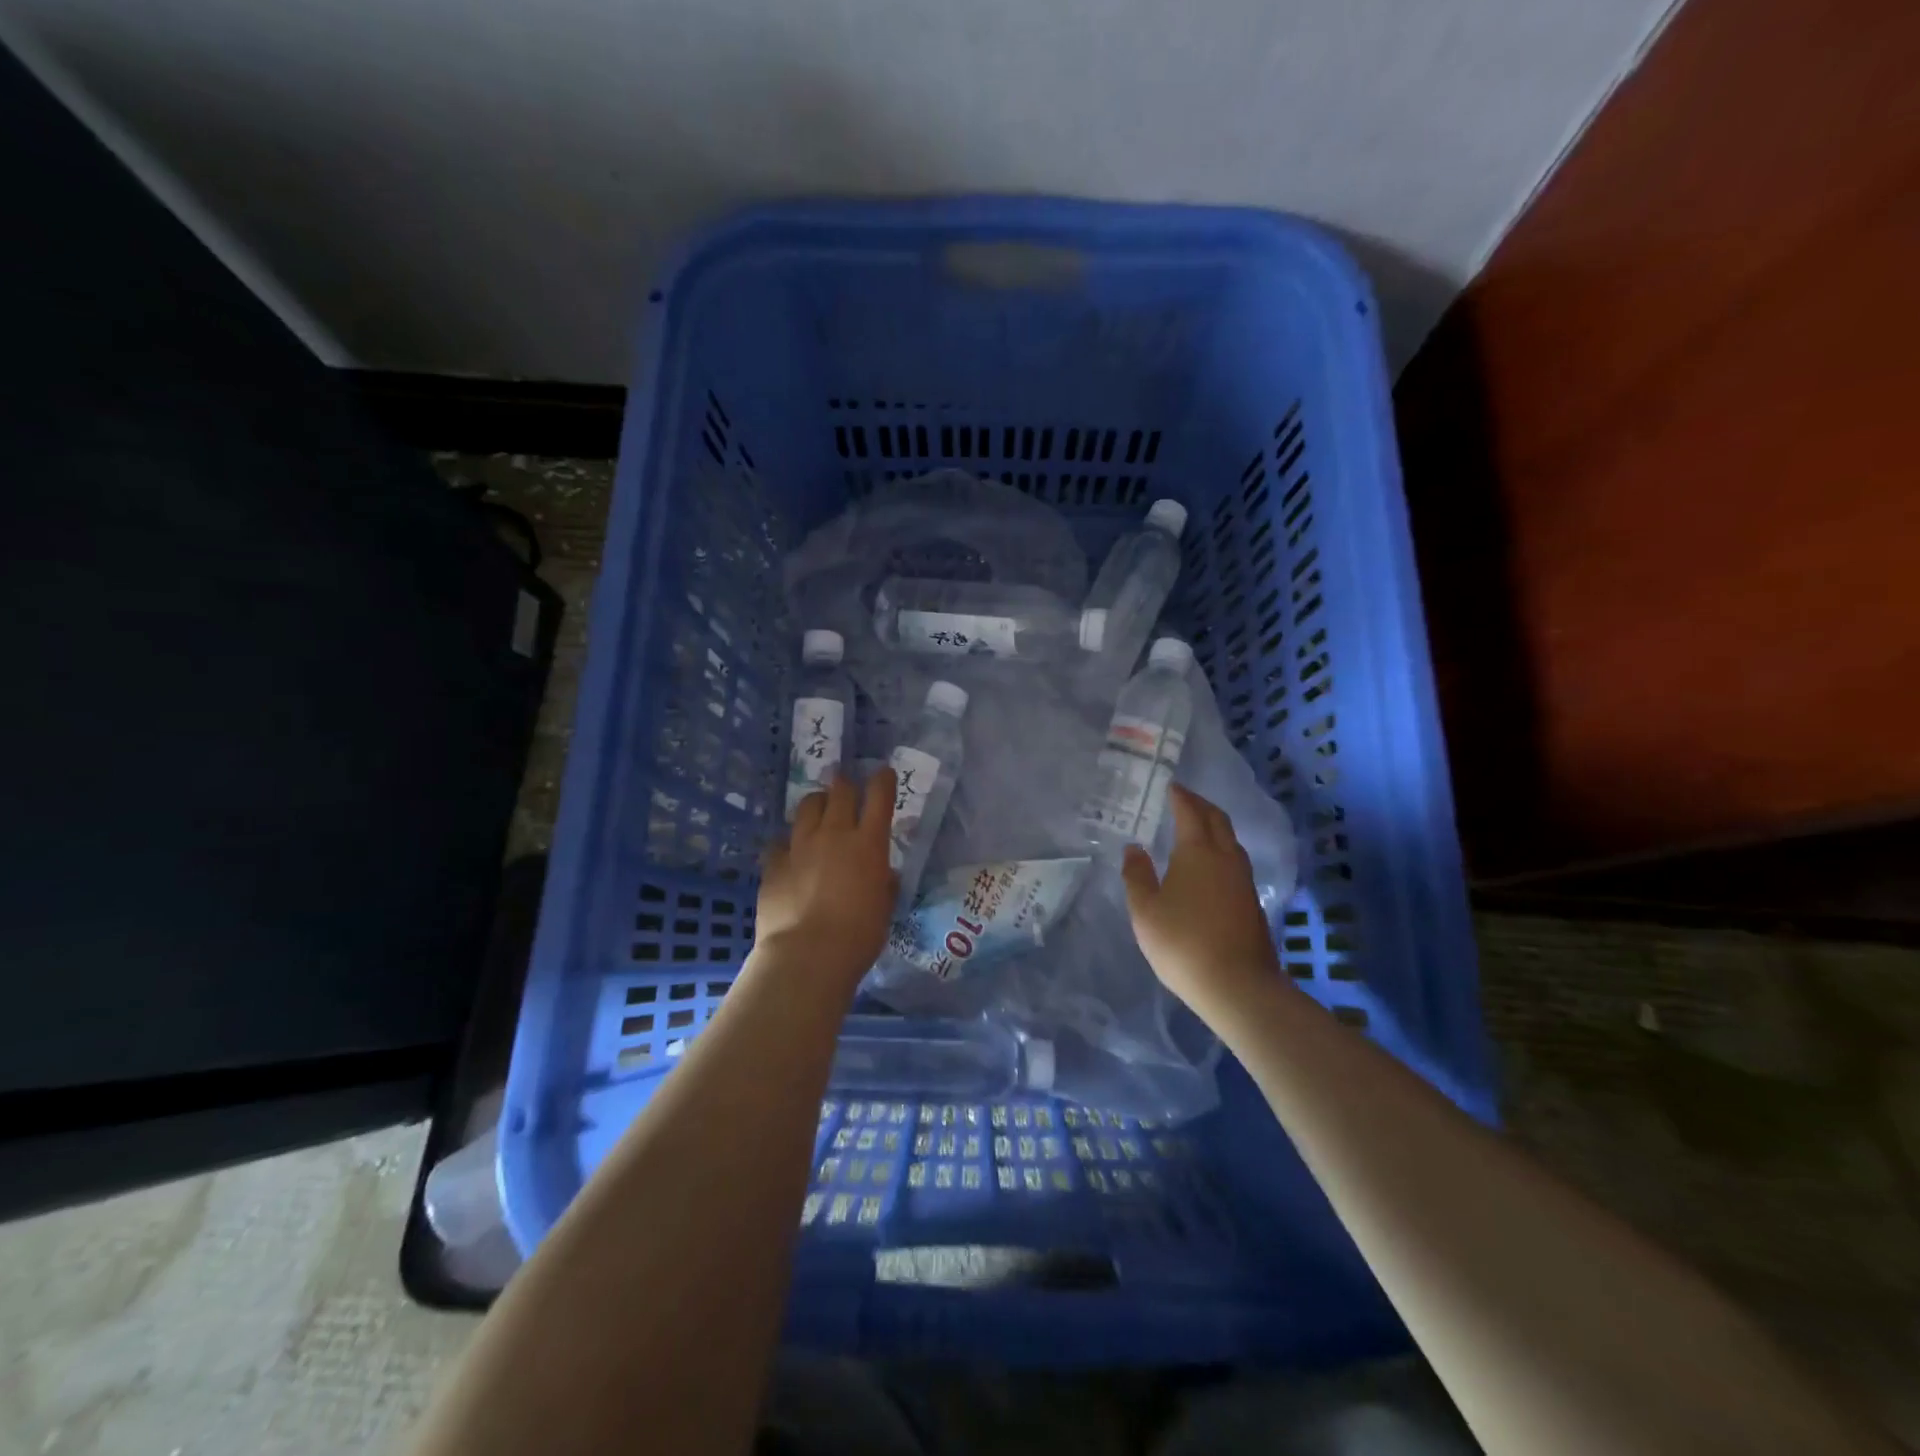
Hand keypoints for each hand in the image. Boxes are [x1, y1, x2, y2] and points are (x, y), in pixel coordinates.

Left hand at [755, 769, 898, 990]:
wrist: (807, 955)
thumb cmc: (858, 936)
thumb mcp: (884, 908)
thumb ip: (884, 884)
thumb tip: (882, 874)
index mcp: (869, 844)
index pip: (879, 797)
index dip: (883, 780)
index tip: (884, 773)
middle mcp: (834, 834)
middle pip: (840, 791)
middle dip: (845, 785)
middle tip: (846, 788)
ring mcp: (800, 845)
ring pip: (808, 806)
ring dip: (817, 804)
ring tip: (818, 811)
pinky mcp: (773, 863)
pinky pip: (780, 841)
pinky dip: (788, 843)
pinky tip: (789, 853)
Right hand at [1122, 784, 1283, 1017]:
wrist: (1238, 986)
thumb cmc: (1183, 943)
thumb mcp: (1145, 911)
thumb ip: (1137, 875)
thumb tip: (1134, 848)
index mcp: (1197, 851)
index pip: (1190, 812)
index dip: (1180, 796)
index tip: (1171, 786)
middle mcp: (1225, 857)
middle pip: (1217, 819)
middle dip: (1200, 805)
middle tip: (1184, 799)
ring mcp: (1243, 880)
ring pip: (1230, 840)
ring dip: (1214, 826)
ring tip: (1196, 828)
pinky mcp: (1252, 901)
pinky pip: (1235, 861)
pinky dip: (1221, 849)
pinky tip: (1210, 865)